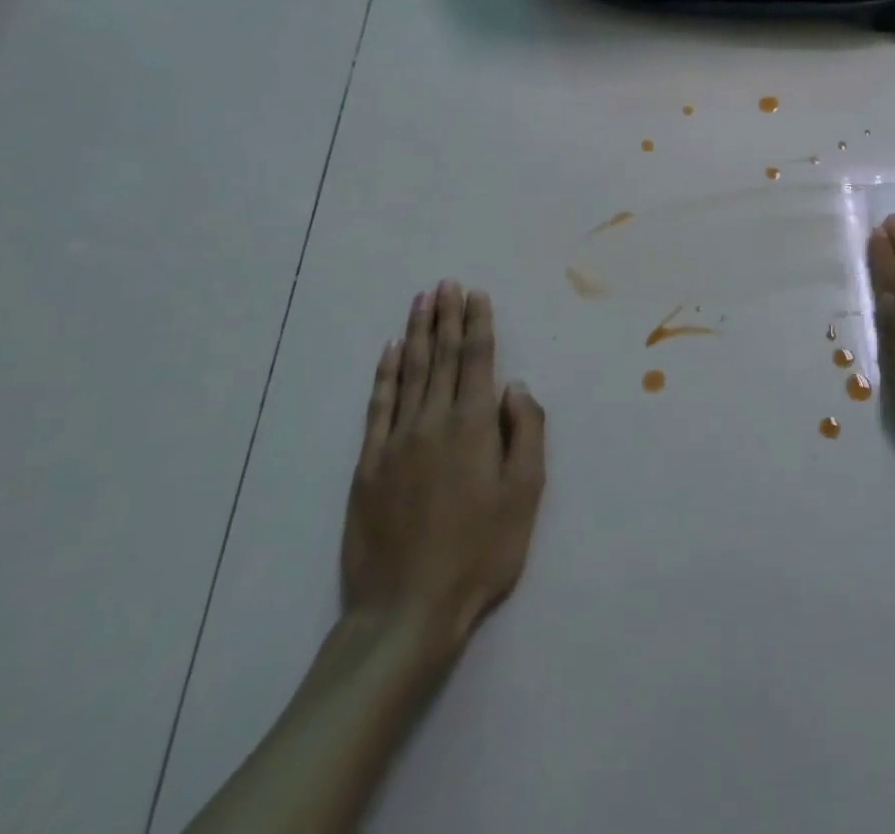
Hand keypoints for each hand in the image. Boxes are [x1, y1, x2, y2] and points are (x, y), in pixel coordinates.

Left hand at [341, 282, 545, 674]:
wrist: (406, 611)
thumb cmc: (480, 552)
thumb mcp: (525, 494)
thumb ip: (526, 432)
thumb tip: (515, 387)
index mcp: (473, 426)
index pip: (476, 360)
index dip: (477, 323)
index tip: (476, 294)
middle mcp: (432, 422)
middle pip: (440, 357)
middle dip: (446, 317)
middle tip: (446, 283)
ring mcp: (395, 442)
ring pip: (408, 373)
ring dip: (416, 334)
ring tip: (421, 302)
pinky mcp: (368, 466)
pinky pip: (378, 407)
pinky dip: (384, 375)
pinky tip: (388, 353)